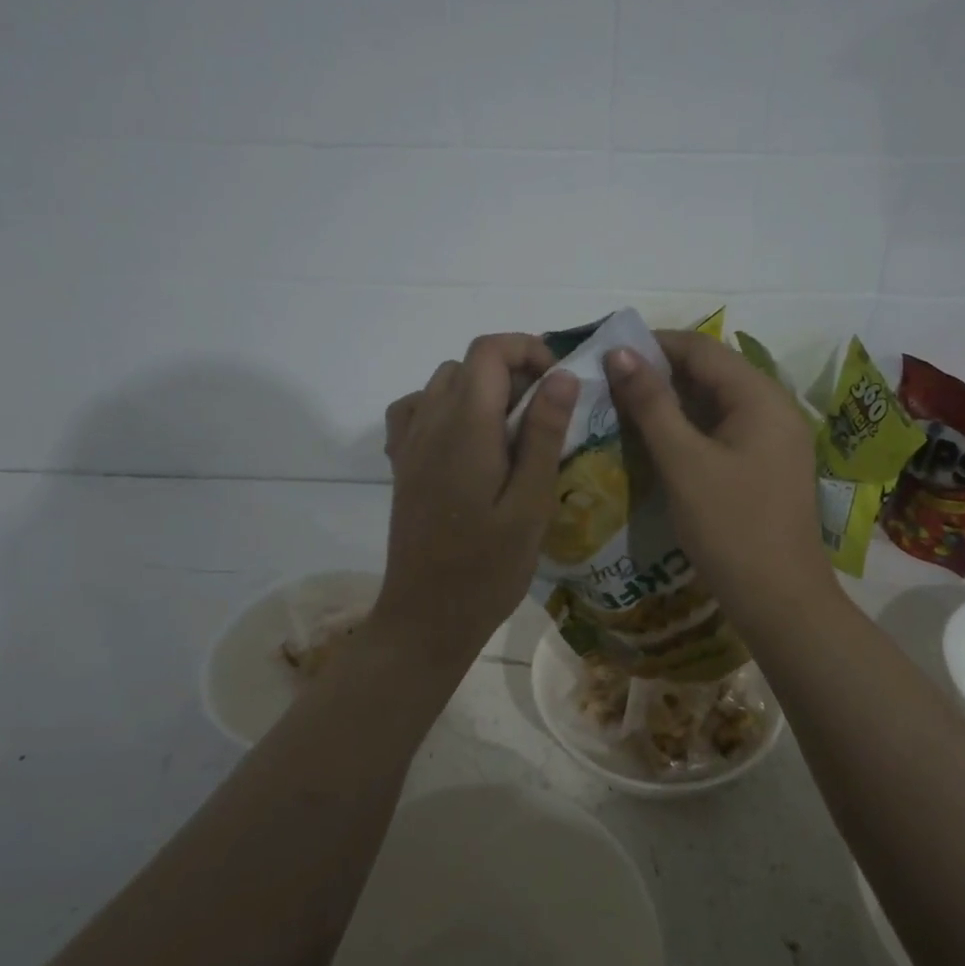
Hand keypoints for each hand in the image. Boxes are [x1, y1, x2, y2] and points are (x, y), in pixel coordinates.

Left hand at [374, 334, 579, 668]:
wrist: (427, 617)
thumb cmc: (488, 567)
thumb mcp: (531, 503)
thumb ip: (544, 433)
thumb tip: (563, 375)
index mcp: (465, 426)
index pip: (489, 350)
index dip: (527, 348)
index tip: (559, 381)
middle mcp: (430, 422)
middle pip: (468, 363)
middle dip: (511, 370)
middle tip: (546, 413)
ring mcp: (410, 443)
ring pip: (443, 383)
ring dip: (480, 389)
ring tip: (512, 429)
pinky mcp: (402, 464)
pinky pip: (417, 409)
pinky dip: (445, 406)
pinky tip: (467, 440)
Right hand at [606, 330, 834, 636]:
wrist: (780, 601)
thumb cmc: (730, 527)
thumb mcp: (683, 462)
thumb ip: (651, 404)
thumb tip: (620, 353)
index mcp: (761, 397)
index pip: (702, 349)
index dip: (653, 344)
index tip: (607, 353)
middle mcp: (774, 408)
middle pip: (711, 372)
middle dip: (660, 372)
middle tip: (608, 383)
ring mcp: (774, 438)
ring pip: (715, 402)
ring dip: (672, 401)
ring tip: (623, 407)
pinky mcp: (766, 465)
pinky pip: (723, 429)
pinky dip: (689, 428)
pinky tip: (656, 440)